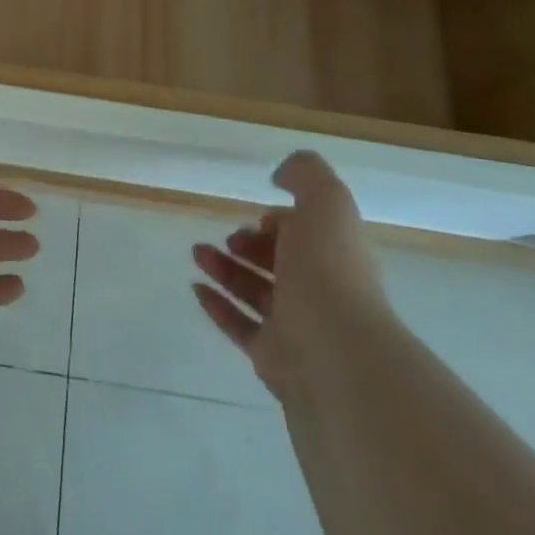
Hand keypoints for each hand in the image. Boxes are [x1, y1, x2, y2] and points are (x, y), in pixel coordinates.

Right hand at [191, 151, 392, 400]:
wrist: (339, 361)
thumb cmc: (330, 274)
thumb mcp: (326, 204)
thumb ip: (307, 175)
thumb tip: (281, 174)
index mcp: (337, 257)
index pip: (309, 236)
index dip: (283, 222)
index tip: (258, 216)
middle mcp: (322, 293)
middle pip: (281, 264)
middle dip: (250, 245)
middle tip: (227, 238)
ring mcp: (299, 330)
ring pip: (256, 293)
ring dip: (225, 269)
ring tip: (196, 252)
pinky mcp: (275, 361)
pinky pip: (241, 328)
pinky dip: (218, 306)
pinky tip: (196, 287)